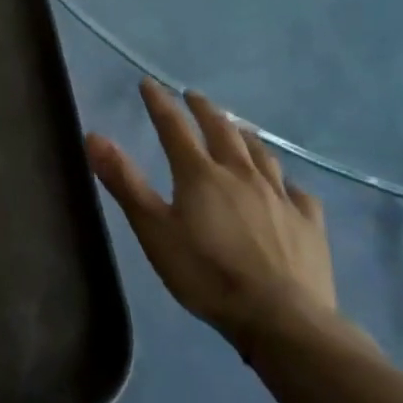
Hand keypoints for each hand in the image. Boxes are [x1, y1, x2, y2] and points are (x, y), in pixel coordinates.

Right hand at [86, 78, 338, 356]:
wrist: (282, 319)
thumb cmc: (206, 274)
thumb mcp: (153, 230)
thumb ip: (124, 182)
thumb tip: (94, 136)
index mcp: (200, 174)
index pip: (174, 127)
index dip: (159, 103)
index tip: (148, 83)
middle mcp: (241, 175)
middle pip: (222, 131)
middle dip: (204, 110)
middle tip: (194, 96)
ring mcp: (280, 198)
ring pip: (261, 154)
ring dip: (244, 136)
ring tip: (237, 128)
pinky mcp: (309, 224)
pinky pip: (297, 192)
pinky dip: (285, 180)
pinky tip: (285, 185)